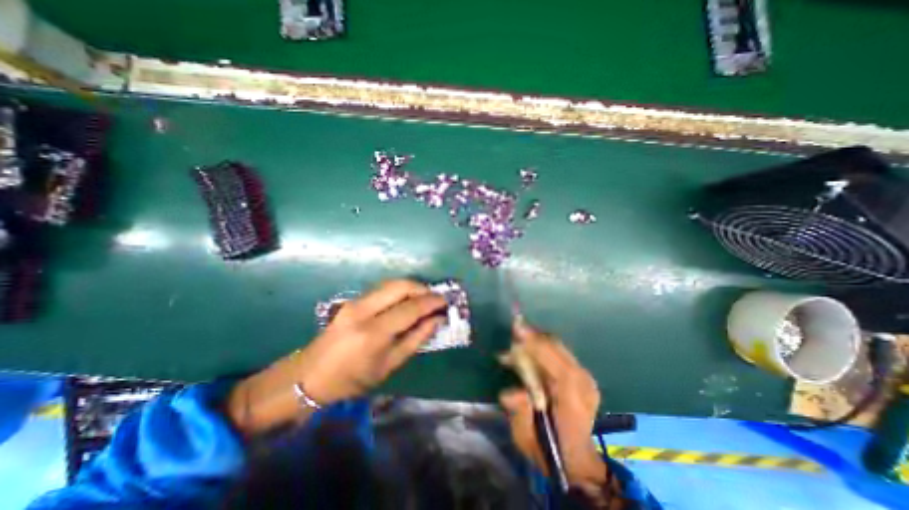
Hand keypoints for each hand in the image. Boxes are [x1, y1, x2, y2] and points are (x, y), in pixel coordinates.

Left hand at [228, 280, 445, 434]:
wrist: (309, 376)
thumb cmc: (352, 379)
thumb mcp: (389, 365)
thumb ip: (416, 339)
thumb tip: (437, 320)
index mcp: (374, 333)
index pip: (411, 308)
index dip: (431, 302)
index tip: (445, 302)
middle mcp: (364, 311)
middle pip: (401, 286)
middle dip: (423, 288)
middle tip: (436, 298)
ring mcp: (355, 302)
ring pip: (391, 283)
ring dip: (412, 287)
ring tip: (424, 299)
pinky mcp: (352, 301)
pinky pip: (382, 289)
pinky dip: (399, 291)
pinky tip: (406, 301)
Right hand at [500, 319, 605, 486]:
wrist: (577, 460)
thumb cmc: (549, 449)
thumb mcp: (527, 438)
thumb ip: (519, 413)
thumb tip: (508, 393)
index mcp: (573, 400)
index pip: (555, 362)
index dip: (535, 344)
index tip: (516, 329)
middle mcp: (583, 382)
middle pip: (556, 347)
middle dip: (532, 336)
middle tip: (514, 329)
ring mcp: (585, 377)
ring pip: (558, 346)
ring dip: (535, 340)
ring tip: (517, 340)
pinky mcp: (582, 375)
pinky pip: (559, 352)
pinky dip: (542, 347)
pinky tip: (529, 349)